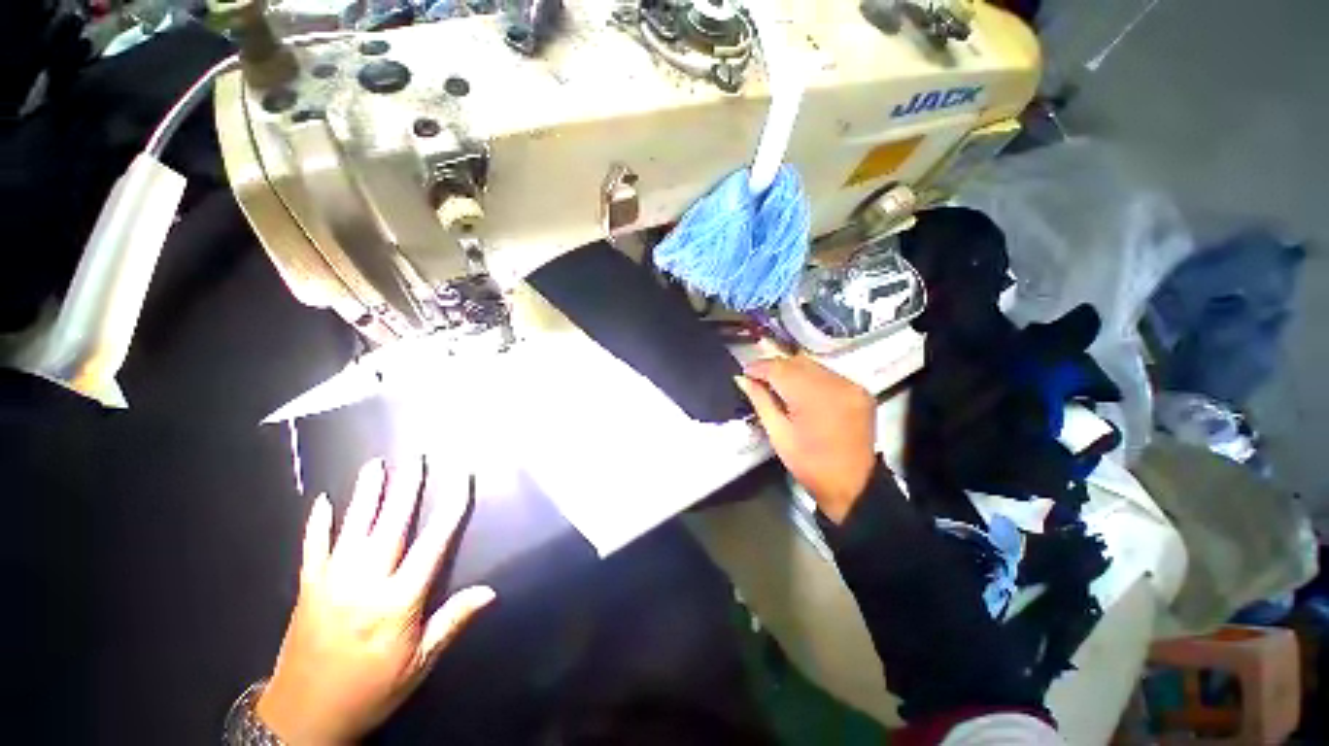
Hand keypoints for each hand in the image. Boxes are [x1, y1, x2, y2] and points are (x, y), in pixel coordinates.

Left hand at [257, 458, 495, 744]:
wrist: (302, 719)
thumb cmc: (370, 690)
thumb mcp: (419, 663)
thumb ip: (452, 621)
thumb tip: (490, 591)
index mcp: (397, 601)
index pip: (433, 543)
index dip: (450, 507)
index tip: (461, 478)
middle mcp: (365, 582)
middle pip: (390, 525)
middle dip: (406, 488)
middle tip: (415, 459)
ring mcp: (331, 582)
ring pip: (352, 528)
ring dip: (366, 494)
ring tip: (375, 465)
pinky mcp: (307, 588)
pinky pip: (312, 548)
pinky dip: (318, 523)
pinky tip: (323, 502)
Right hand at [735, 356, 876, 523]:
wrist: (853, 486)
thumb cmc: (809, 464)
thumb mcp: (778, 434)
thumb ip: (760, 401)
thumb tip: (743, 379)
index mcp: (813, 397)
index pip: (780, 369)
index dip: (760, 367)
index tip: (745, 372)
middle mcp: (836, 383)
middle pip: (796, 362)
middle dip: (775, 367)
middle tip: (758, 379)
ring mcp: (851, 385)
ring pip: (812, 365)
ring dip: (792, 370)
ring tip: (777, 384)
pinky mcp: (860, 390)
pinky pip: (828, 373)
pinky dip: (810, 377)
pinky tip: (801, 390)